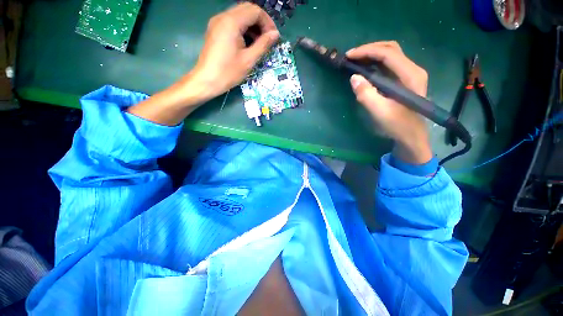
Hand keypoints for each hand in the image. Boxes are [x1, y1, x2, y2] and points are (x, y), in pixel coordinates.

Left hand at [128, 3, 278, 126]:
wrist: (202, 84)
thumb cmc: (225, 75)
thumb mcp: (248, 61)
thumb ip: (262, 45)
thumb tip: (275, 35)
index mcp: (230, 22)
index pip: (254, 9)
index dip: (267, 21)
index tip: (274, 37)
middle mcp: (221, 18)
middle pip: (247, 11)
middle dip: (260, 26)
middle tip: (267, 44)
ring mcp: (216, 26)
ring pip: (240, 19)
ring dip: (252, 31)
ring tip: (259, 49)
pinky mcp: (214, 34)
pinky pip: (233, 27)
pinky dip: (244, 35)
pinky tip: (246, 49)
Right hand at [346, 41, 432, 164]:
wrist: (412, 135)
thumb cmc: (398, 125)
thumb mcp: (380, 112)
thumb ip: (366, 94)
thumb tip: (354, 77)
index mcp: (410, 75)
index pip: (388, 53)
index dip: (367, 51)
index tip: (349, 56)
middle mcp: (413, 69)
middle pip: (391, 49)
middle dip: (369, 49)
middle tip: (351, 57)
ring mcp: (410, 73)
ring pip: (391, 54)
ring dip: (372, 54)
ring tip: (356, 60)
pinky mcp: (405, 79)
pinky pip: (390, 64)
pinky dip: (376, 62)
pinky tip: (366, 68)